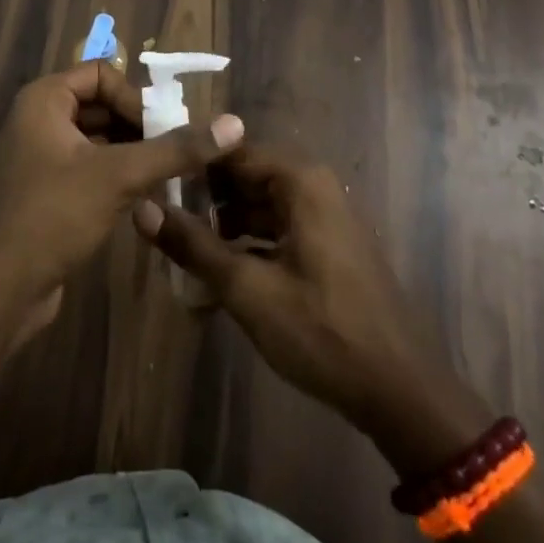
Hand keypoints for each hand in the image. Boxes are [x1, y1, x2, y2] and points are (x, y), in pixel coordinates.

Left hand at [0, 63, 243, 331]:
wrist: (2, 288)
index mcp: (44, 99)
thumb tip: (234, 124)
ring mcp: (39, 155)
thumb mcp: (119, 176)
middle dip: (138, 126)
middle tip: (171, 154)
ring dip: (131, 152)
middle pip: (100, 104)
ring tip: (164, 176)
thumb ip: (175, 149)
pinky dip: (116, 174)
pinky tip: (143, 198)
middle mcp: (38, 118)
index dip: (134, 98)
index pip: (101, 73)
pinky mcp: (46, 189)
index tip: (160, 132)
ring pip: (97, 138)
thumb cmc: (54, 214)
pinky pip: (88, 166)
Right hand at [133, 147, 489, 467]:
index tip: (153, 184)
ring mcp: (324, 217)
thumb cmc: (322, 331)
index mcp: (299, 181)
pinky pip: (276, 231)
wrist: (401, 392)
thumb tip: (141, 209)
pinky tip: (218, 279)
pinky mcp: (328, 247)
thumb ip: (192, 245)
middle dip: (204, 201)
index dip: (190, 165)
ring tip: (183, 255)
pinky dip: (247, 247)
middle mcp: (313, 186)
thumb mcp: (247, 289)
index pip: (230, 150)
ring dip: (222, 228)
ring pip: (258, 207)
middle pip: (244, 178)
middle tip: (163, 224)